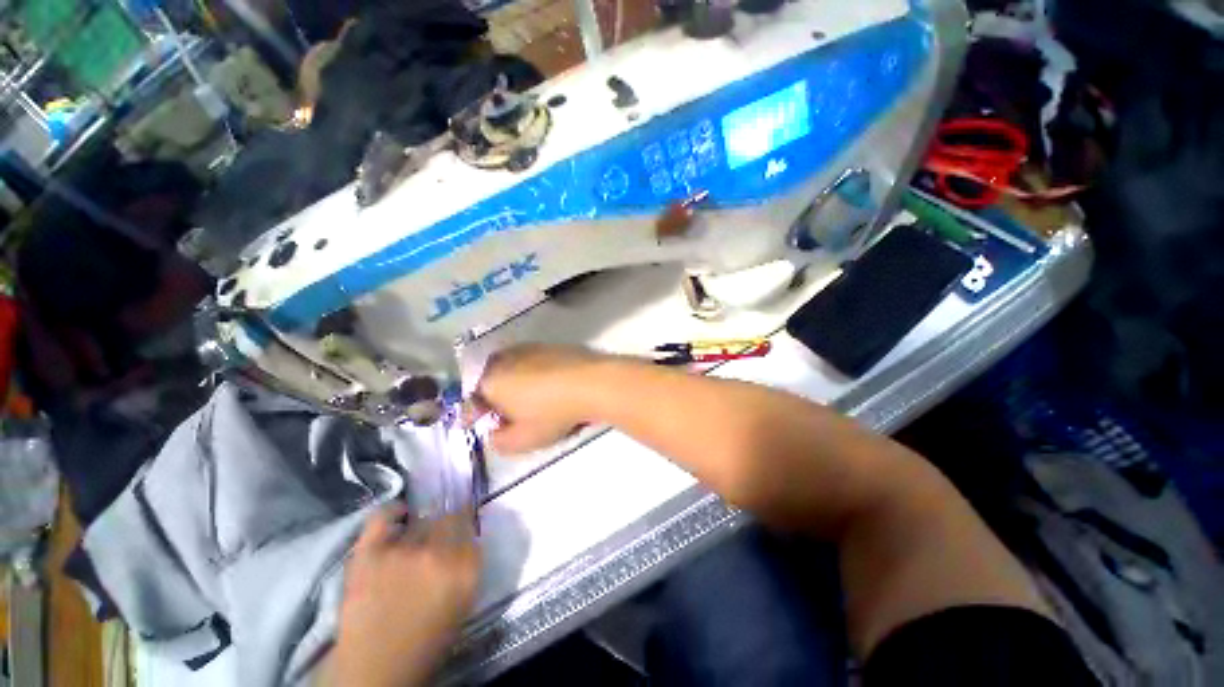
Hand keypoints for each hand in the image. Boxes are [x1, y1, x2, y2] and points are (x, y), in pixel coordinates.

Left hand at [330, 504, 479, 686]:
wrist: (375, 670)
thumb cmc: (426, 641)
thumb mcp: (463, 602)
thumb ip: (470, 564)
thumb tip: (469, 535)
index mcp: (466, 570)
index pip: (472, 526)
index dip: (467, 521)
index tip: (463, 522)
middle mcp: (439, 554)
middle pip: (449, 518)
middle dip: (447, 523)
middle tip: (439, 533)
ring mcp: (403, 552)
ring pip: (421, 520)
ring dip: (421, 527)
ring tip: (415, 539)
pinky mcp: (370, 553)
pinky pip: (383, 516)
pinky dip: (392, 511)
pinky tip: (399, 515)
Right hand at [473, 344, 610, 454]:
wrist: (592, 383)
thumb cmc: (552, 413)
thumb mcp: (522, 440)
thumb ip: (499, 442)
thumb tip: (495, 434)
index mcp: (491, 380)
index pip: (472, 399)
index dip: (476, 415)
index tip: (487, 425)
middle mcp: (506, 358)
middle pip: (492, 380)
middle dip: (496, 397)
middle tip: (510, 414)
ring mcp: (531, 348)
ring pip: (515, 368)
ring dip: (517, 383)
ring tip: (534, 401)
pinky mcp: (553, 345)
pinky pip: (536, 362)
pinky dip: (538, 374)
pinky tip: (554, 387)